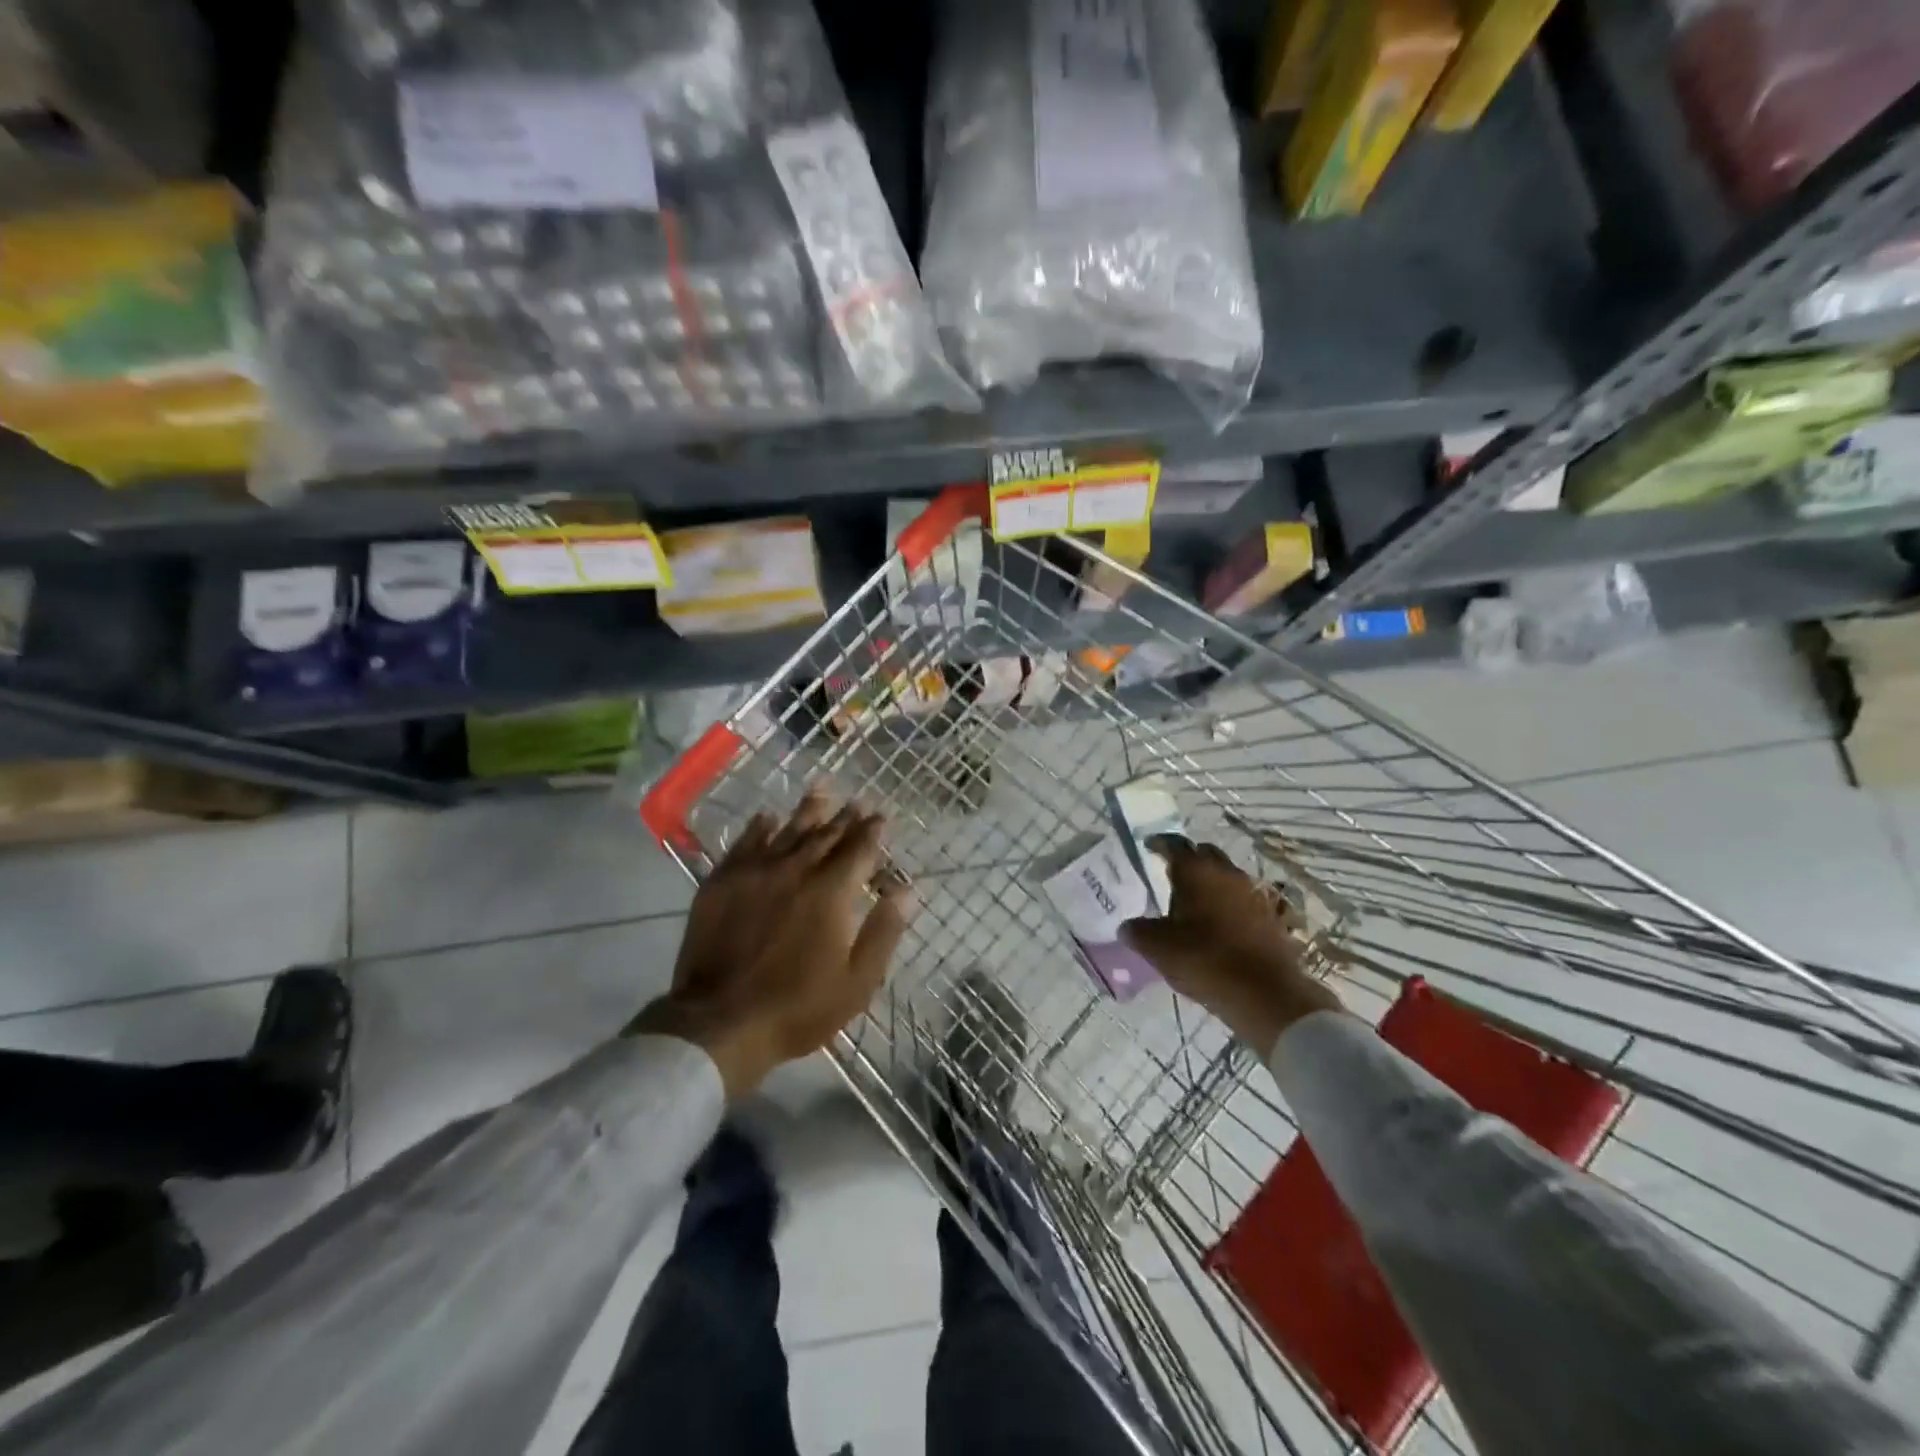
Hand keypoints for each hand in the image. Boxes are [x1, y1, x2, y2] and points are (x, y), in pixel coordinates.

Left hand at [630, 790, 914, 1098]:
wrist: (719, 1023)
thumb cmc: (798, 1007)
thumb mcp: (857, 981)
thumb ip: (884, 931)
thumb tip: (908, 891)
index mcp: (831, 892)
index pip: (858, 850)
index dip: (872, 831)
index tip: (881, 816)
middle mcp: (795, 870)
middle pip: (825, 835)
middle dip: (845, 817)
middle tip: (857, 801)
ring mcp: (755, 873)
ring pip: (787, 830)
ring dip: (808, 810)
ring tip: (821, 789)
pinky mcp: (722, 882)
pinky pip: (745, 843)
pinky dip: (760, 827)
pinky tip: (767, 817)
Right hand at [1122, 836, 1344, 1057]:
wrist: (1265, 993)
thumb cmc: (1204, 960)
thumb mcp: (1158, 948)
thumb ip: (1138, 932)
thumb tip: (1127, 927)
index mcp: (1196, 871)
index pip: (1173, 844)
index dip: (1158, 843)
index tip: (1148, 846)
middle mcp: (1227, 873)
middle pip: (1205, 854)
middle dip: (1189, 859)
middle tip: (1172, 873)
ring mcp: (1254, 893)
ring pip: (1228, 876)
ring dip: (1212, 882)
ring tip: (1196, 900)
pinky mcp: (1272, 916)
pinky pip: (1246, 899)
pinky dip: (1232, 904)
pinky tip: (1223, 921)